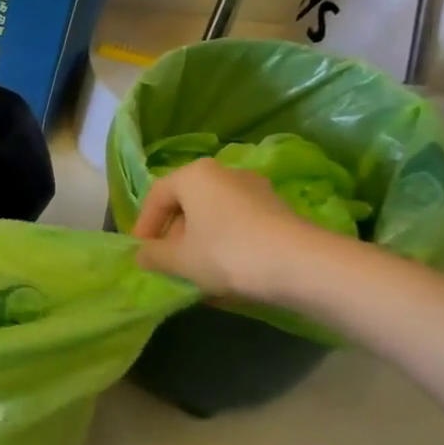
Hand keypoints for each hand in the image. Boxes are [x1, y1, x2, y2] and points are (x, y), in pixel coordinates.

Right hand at [131, 158, 326, 301]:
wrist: (302, 265)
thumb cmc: (227, 253)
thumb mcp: (179, 259)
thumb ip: (153, 255)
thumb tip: (142, 255)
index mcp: (194, 175)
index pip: (157, 196)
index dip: (144, 225)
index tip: (142, 252)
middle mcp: (224, 172)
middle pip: (187, 203)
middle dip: (173, 234)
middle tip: (168, 262)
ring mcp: (255, 189)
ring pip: (214, 214)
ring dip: (200, 240)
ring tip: (197, 271)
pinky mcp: (278, 209)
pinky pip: (238, 223)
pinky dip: (226, 242)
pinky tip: (227, 271)